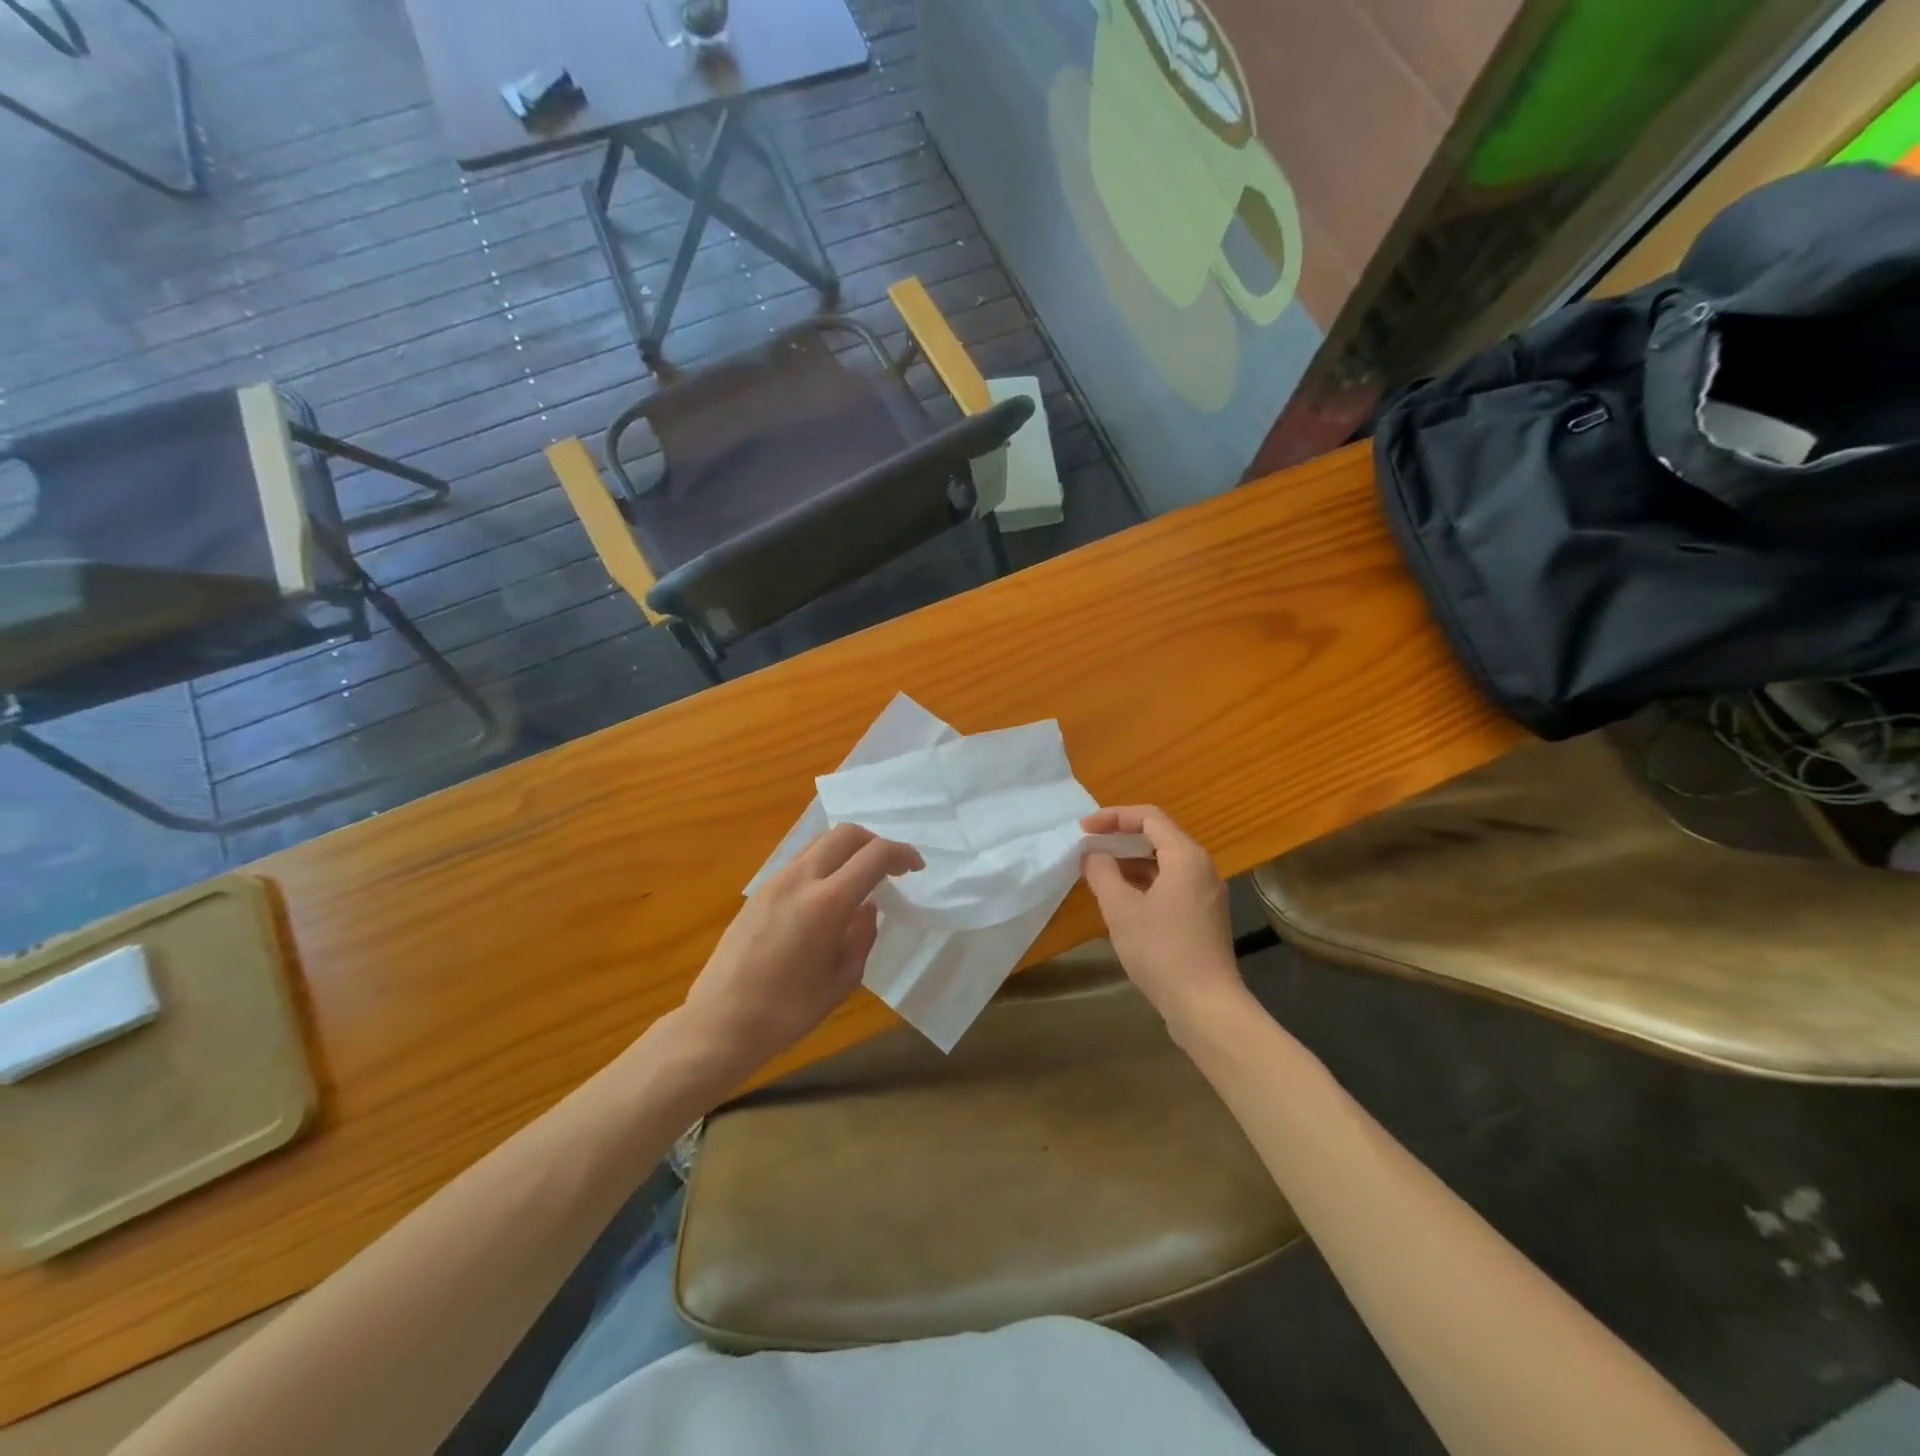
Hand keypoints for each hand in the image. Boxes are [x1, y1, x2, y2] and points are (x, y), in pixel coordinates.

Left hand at [677, 824, 922, 1085]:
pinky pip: (801, 861)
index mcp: (827, 903)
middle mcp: (800, 879)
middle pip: (846, 833)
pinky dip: (826, 864)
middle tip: (890, 869)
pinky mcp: (760, 891)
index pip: (874, 855)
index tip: (916, 868)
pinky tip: (830, 896)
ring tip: (861, 880)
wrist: (720, 1023)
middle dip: (875, 842)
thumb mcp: (842, 980)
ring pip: (821, 843)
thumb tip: (867, 907)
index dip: (902, 854)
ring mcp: (775, 882)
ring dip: (848, 851)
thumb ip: (862, 936)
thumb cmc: (788, 1011)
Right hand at [1081, 805, 1244, 1033]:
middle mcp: (1202, 867)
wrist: (1205, 1005)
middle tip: (1089, 845)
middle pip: (1159, 836)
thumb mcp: (1121, 909)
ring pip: (1165, 862)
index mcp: (1186, 856)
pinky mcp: (1204, 915)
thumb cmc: (1161, 951)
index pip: (1148, 817)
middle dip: (1121, 836)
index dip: (1113, 817)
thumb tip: (1093, 855)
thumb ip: (1102, 873)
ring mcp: (1207, 893)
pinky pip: (1171, 883)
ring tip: (1099, 870)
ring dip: (1131, 860)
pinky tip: (1122, 898)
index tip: (1084, 829)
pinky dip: (1144, 881)